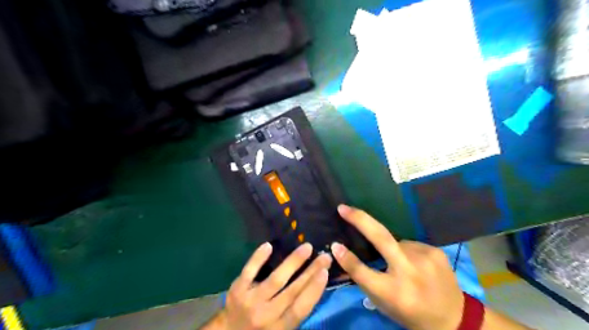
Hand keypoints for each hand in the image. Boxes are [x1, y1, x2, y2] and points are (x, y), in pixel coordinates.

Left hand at [214, 243, 330, 329]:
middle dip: (311, 272)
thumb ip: (295, 310)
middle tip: (324, 256)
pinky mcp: (237, 290)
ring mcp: (250, 302)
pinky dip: (258, 259)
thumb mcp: (281, 327)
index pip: (300, 309)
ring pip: (275, 280)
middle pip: (292, 292)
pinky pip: (249, 272)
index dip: (314, 290)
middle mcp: (266, 316)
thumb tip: (315, 284)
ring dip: (293, 262)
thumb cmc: (262, 327)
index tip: (325, 272)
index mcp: (280, 328)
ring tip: (307, 247)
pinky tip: (268, 245)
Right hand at [331, 205, 464, 329]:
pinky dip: (407, 251)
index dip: (347, 259)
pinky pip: (411, 245)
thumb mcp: (383, 303)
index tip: (334, 245)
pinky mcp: (436, 251)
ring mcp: (425, 259)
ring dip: (393, 248)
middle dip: (360, 220)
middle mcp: (409, 272)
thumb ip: (364, 279)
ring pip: (397, 242)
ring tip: (402, 264)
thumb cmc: (409, 312)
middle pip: (381, 239)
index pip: (363, 272)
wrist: (453, 319)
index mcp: (393, 292)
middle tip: (343, 208)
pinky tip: (416, 264)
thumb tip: (342, 252)